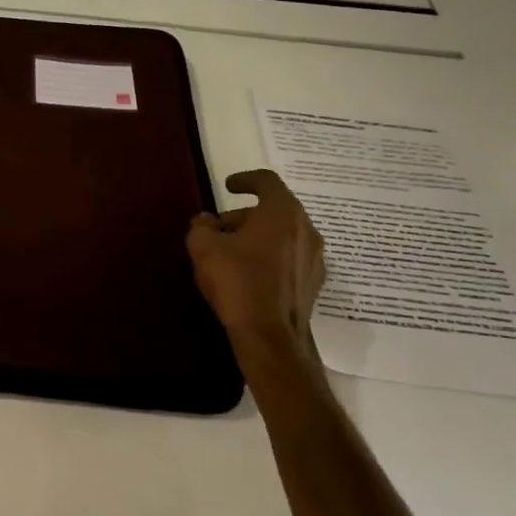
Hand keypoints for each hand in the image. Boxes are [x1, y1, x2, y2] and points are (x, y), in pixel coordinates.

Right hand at [186, 169, 326, 355]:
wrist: (270, 336)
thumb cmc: (238, 281)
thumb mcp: (204, 248)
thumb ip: (202, 226)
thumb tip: (206, 222)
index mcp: (282, 213)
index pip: (267, 181)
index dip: (245, 179)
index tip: (228, 186)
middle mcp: (305, 229)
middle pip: (275, 210)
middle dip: (245, 215)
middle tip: (219, 228)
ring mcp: (313, 258)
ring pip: (283, 234)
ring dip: (257, 236)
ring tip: (231, 252)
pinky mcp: (313, 283)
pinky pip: (289, 257)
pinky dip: (270, 256)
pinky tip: (249, 274)